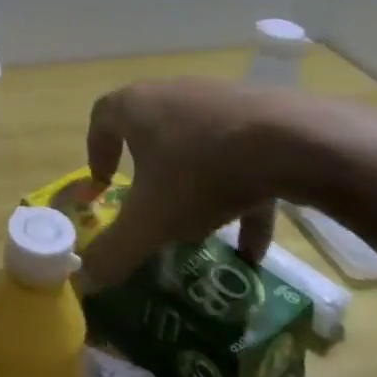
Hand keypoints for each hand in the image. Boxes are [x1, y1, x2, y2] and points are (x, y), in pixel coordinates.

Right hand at [81, 78, 301, 288]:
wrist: (293, 141)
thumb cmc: (201, 172)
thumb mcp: (151, 222)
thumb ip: (114, 252)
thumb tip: (83, 282)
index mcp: (136, 107)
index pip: (101, 119)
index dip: (96, 152)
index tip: (104, 185)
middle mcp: (174, 94)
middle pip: (151, 129)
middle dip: (148, 170)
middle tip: (150, 204)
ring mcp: (220, 101)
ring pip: (197, 145)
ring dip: (196, 186)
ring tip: (203, 231)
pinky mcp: (262, 115)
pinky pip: (241, 157)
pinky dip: (242, 196)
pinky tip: (252, 247)